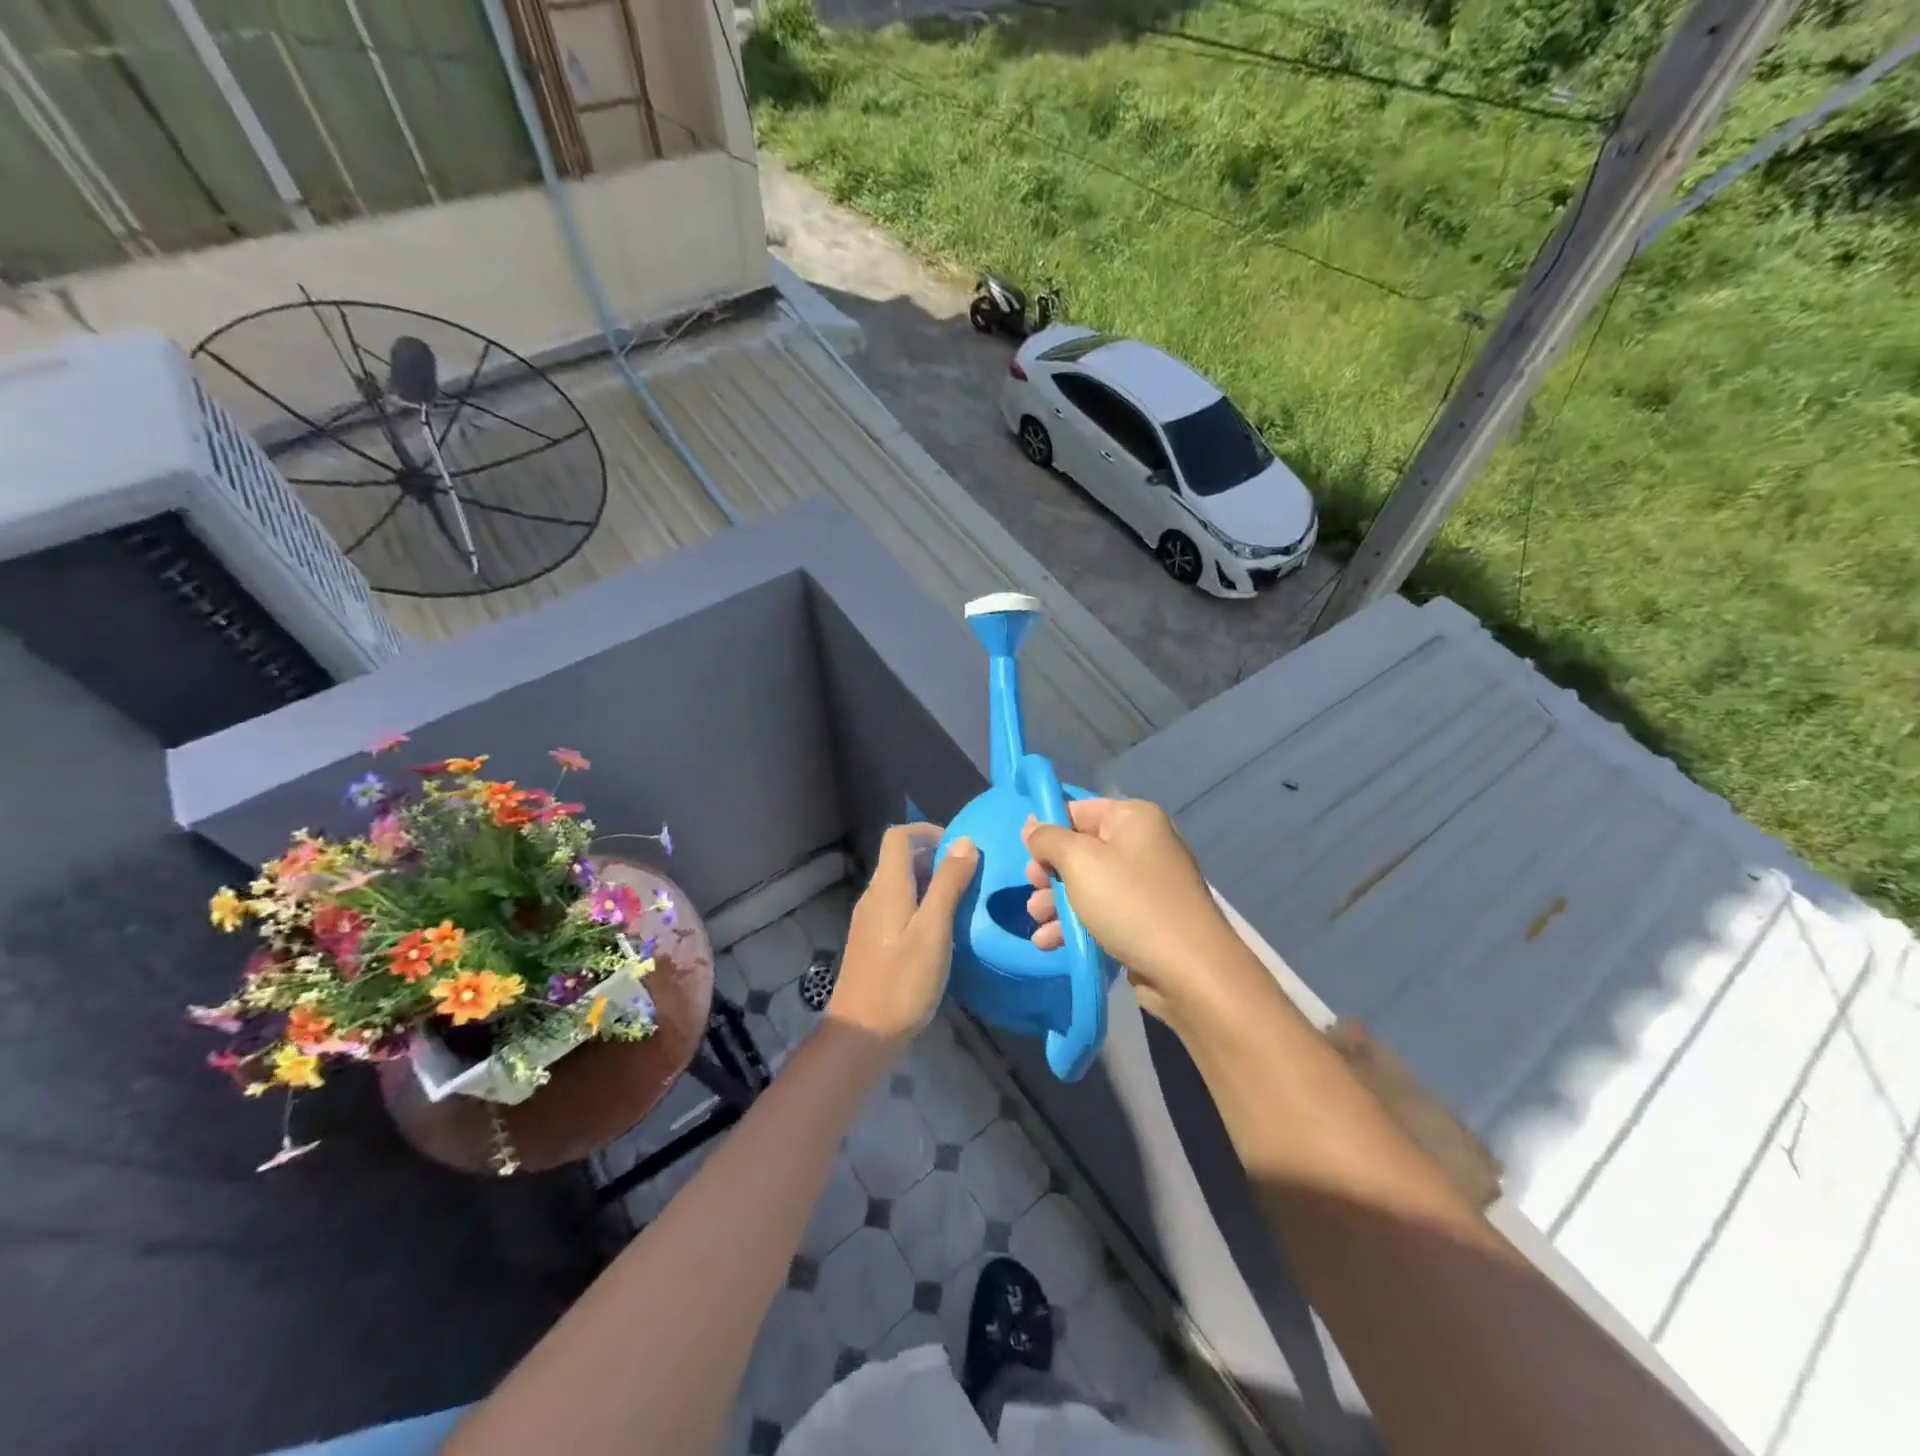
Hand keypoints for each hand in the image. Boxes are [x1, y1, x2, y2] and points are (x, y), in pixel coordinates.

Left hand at [828, 824, 977, 1046]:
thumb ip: (948, 884)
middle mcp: (873, 897)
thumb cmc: (902, 981)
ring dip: (930, 883)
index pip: (898, 836)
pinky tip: (942, 932)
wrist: (863, 1034)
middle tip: (970, 877)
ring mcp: (870, 921)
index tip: (960, 848)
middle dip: (935, 858)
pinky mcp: (873, 943)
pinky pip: (898, 908)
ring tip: (963, 902)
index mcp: (886, 887)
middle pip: (900, 859)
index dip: (928, 832)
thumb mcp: (933, 930)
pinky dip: (921, 906)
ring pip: (901, 885)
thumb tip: (965, 842)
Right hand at [1022, 798, 1243, 1023]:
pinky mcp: (1143, 920)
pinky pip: (1100, 913)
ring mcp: (1144, 885)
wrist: (1188, 970)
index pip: (1078, 810)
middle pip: (1080, 849)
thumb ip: (1048, 838)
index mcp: (1133, 818)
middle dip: (1049, 873)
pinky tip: (1050, 943)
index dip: (1048, 829)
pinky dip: (1074, 924)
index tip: (1025, 854)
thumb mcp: (1079, 861)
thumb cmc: (1129, 903)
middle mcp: (1141, 844)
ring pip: (1086, 884)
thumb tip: (1032, 826)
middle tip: (1033, 891)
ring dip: (1055, 902)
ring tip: (1038, 922)